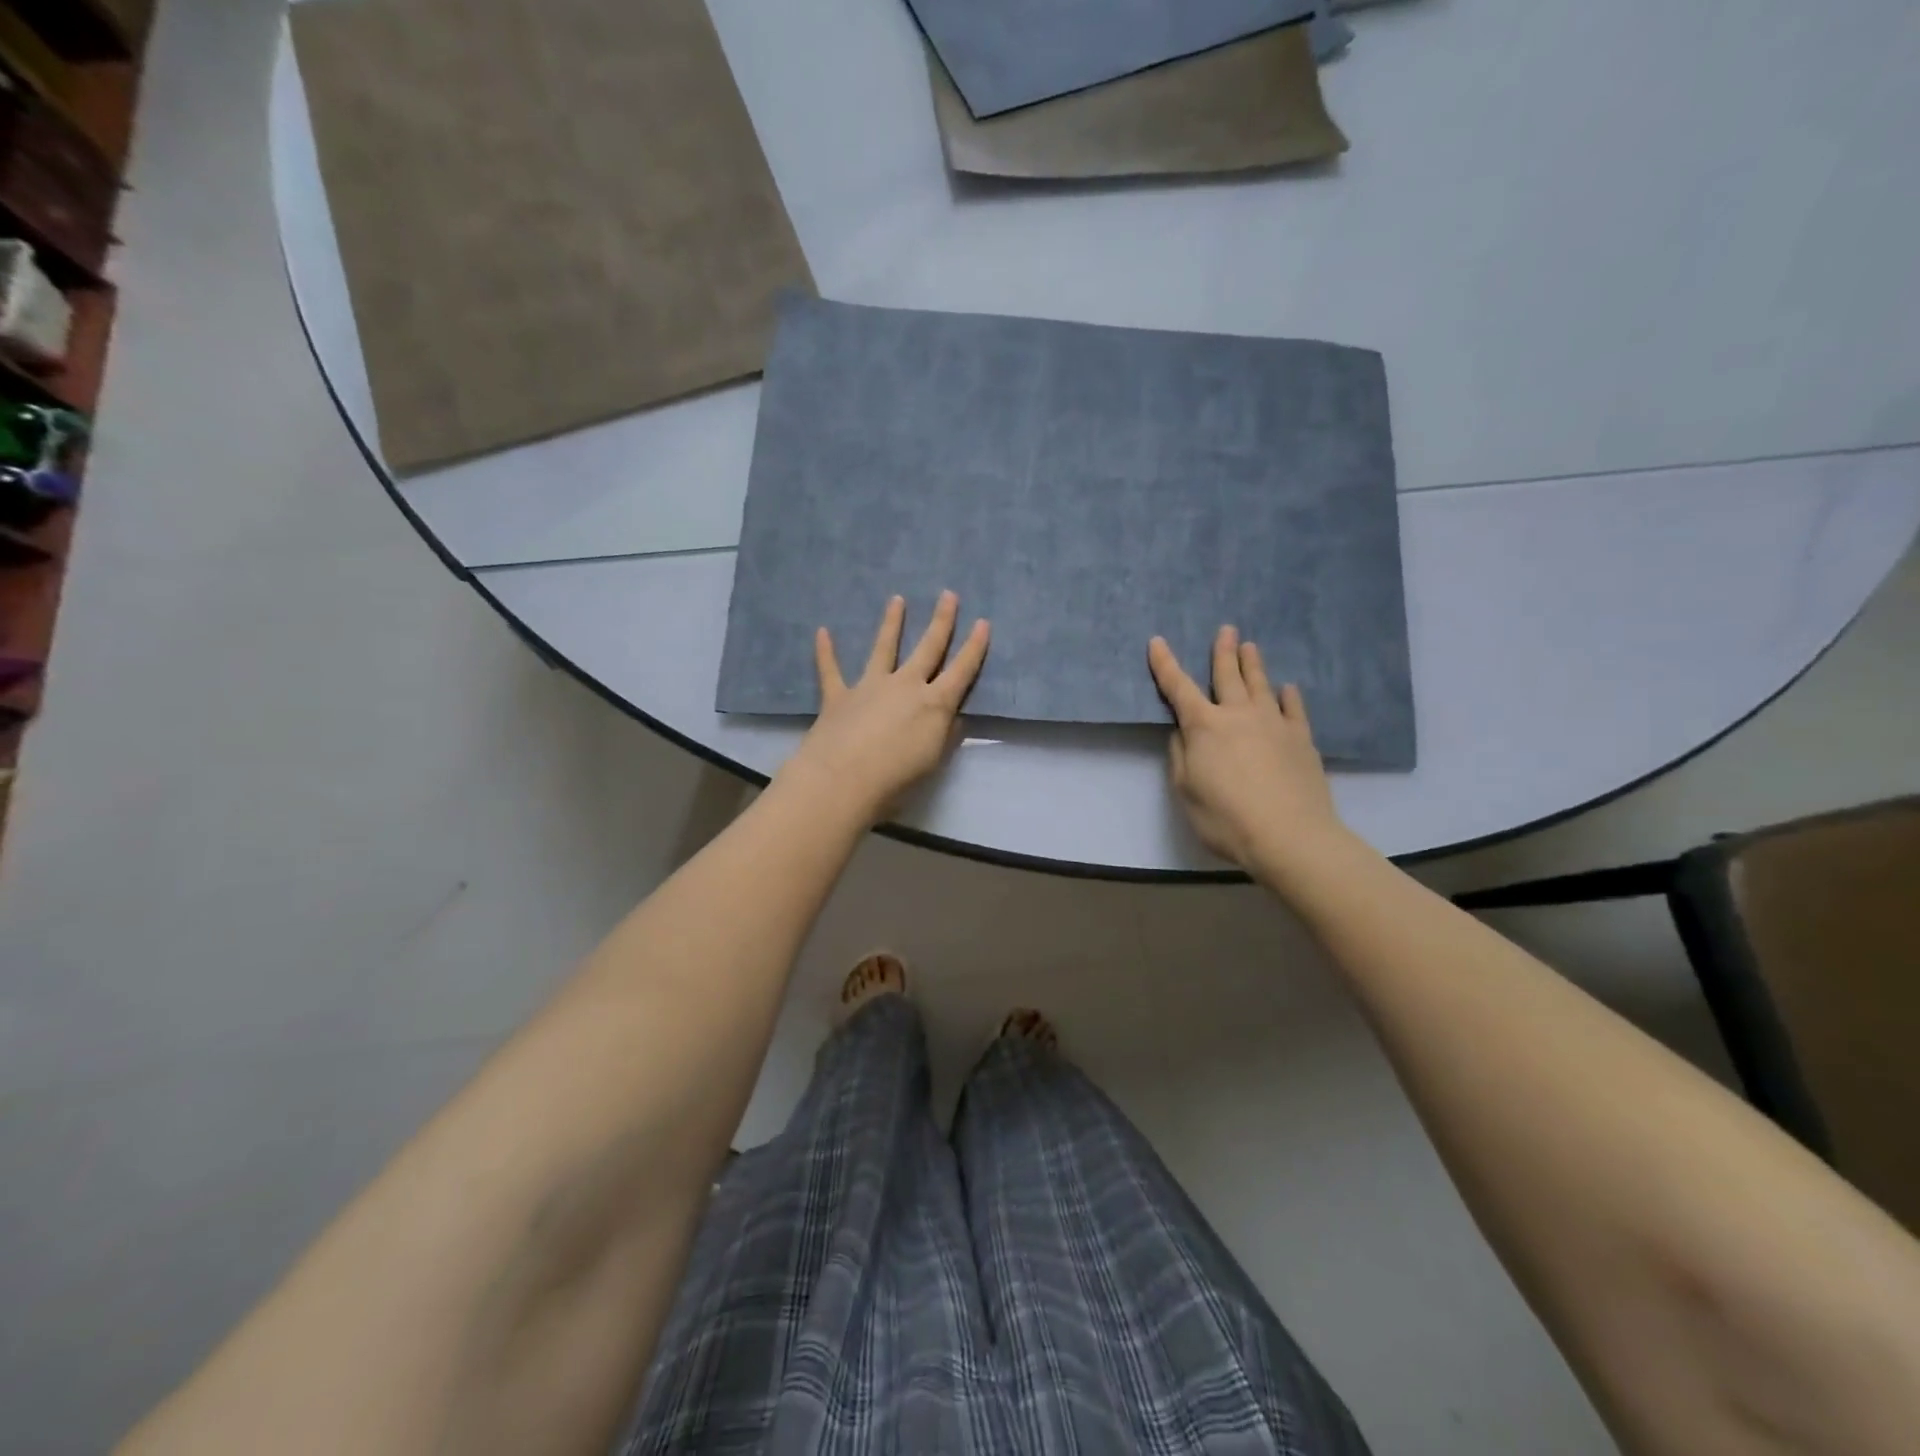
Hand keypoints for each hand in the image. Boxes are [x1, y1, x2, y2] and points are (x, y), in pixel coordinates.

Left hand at [782, 591, 989, 824]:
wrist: (844, 779)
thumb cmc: (897, 777)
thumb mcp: (934, 760)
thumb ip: (946, 735)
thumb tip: (954, 718)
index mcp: (934, 703)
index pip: (961, 670)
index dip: (974, 647)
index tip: (983, 622)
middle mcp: (905, 685)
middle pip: (928, 648)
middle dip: (942, 621)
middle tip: (948, 594)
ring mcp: (870, 686)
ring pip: (884, 648)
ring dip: (891, 623)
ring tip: (897, 600)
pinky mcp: (839, 696)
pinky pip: (831, 670)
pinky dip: (826, 652)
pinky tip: (822, 632)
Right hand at [1148, 626, 1346, 872]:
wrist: (1289, 836)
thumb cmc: (1225, 817)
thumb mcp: (1186, 790)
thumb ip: (1181, 756)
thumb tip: (1183, 733)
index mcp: (1204, 726)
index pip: (1178, 688)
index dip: (1165, 664)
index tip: (1157, 641)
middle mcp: (1239, 715)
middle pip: (1227, 676)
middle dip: (1222, 652)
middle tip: (1225, 629)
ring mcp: (1274, 723)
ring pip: (1261, 685)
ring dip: (1253, 664)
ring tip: (1251, 646)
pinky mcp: (1301, 739)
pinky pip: (1293, 709)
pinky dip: (1288, 696)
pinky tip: (1287, 689)